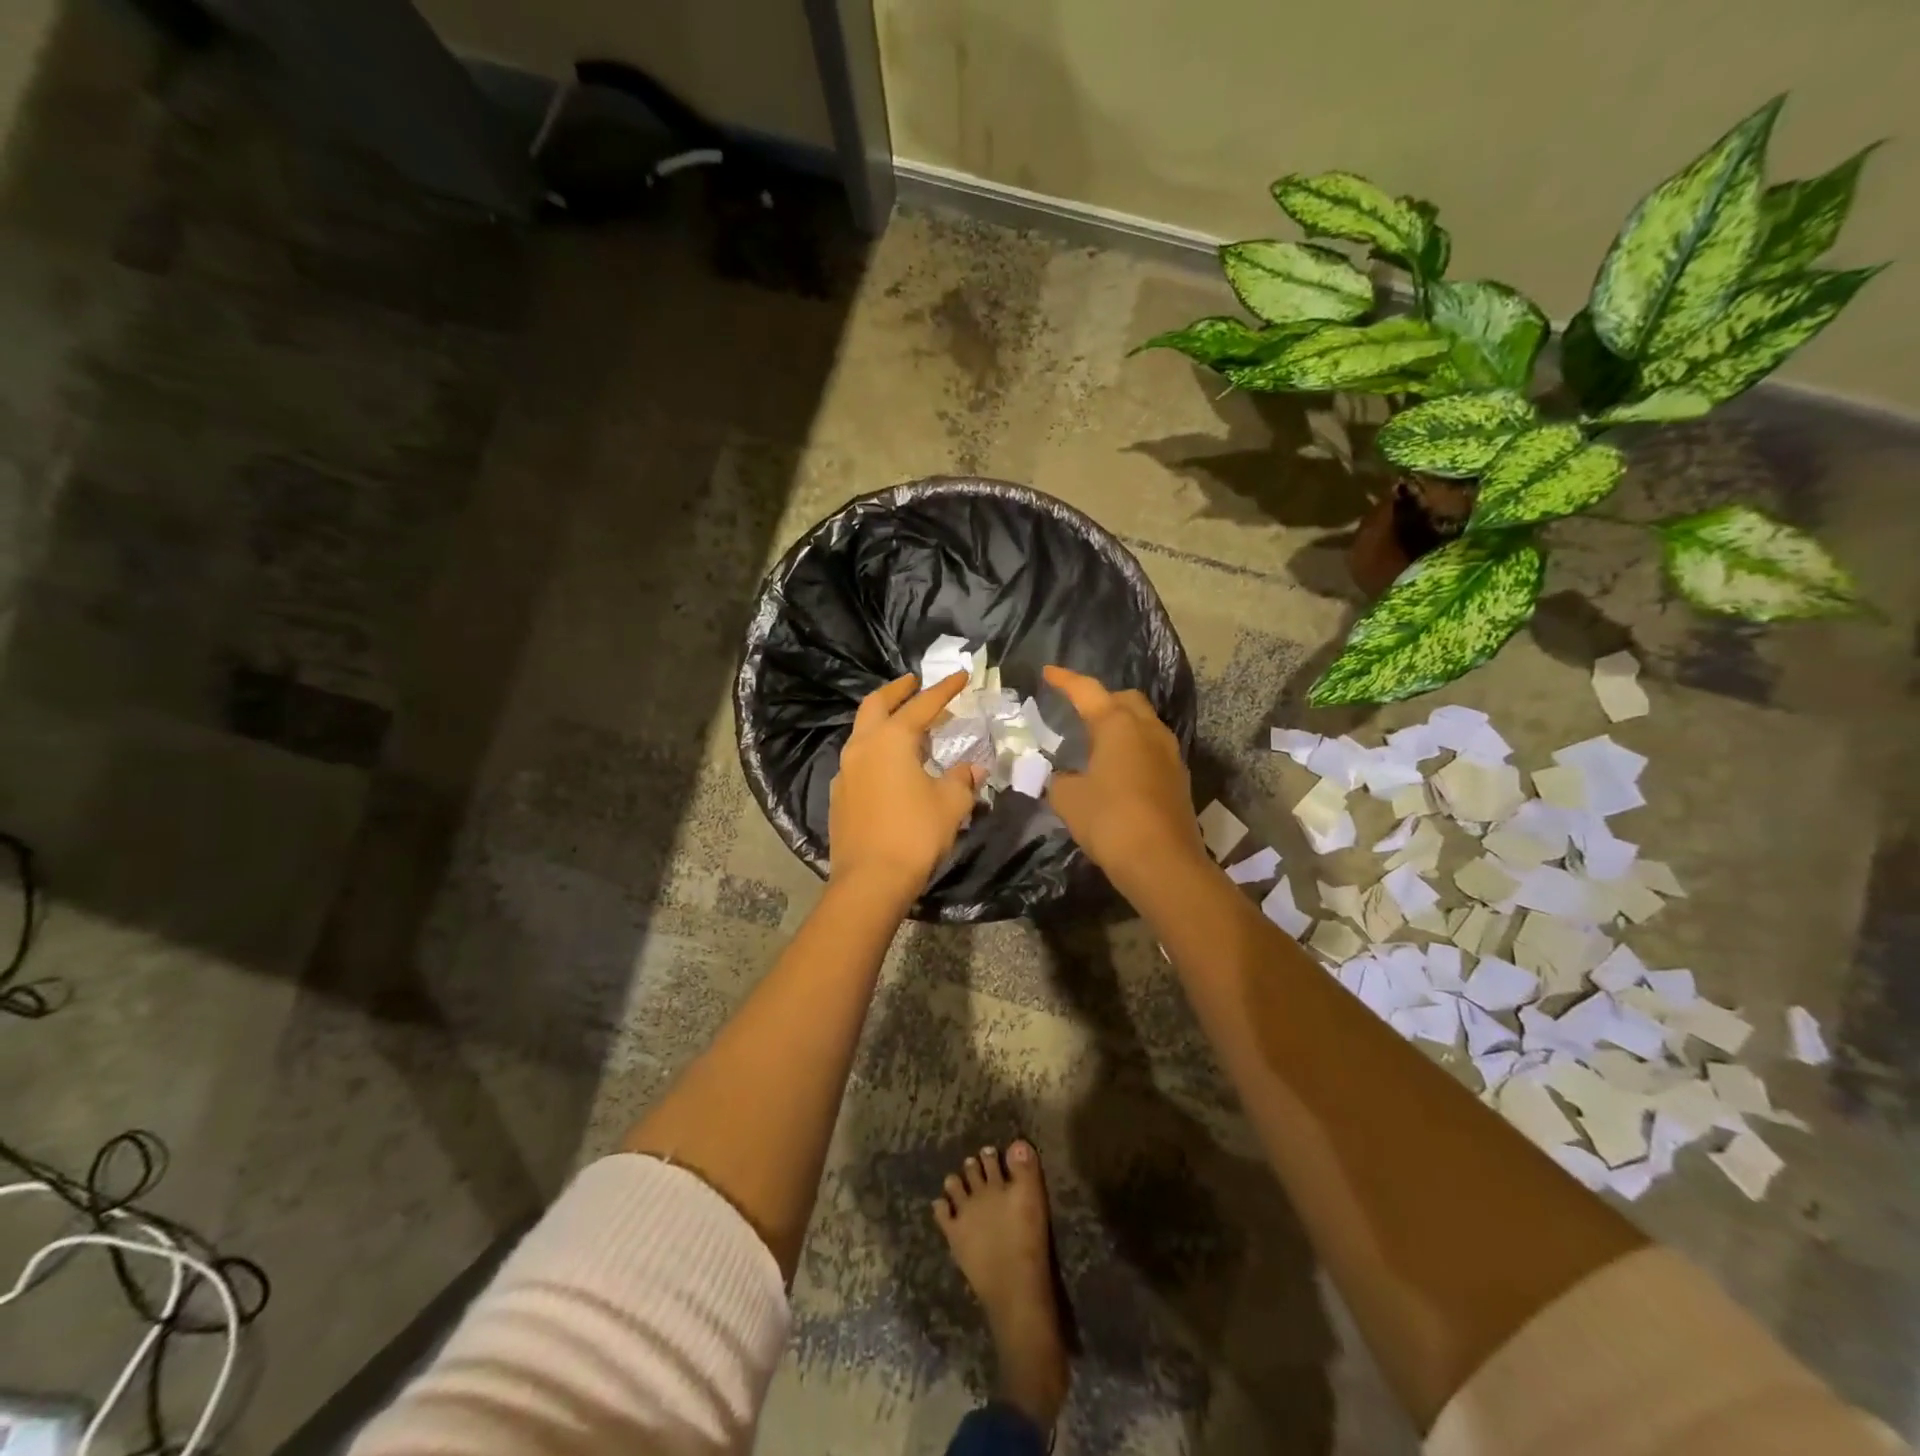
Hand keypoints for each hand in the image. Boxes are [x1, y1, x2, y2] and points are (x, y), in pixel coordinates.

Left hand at [829, 672, 981, 900]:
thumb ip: (962, 780)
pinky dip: (874, 750)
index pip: (922, 705)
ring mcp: (846, 771)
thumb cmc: (915, 834)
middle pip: (876, 705)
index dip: (944, 689)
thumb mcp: (951, 804)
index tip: (960, 675)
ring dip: (883, 720)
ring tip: (905, 725)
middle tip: (914, 683)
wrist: (871, 880)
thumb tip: (972, 768)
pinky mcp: (839, 795)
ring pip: (862, 731)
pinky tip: (889, 765)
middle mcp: (863, 747)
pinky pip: (857, 760)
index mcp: (892, 740)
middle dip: (897, 690)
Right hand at [1042, 665, 1205, 888]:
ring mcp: (1168, 754)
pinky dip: (1132, 747)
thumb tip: (1065, 779)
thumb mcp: (1068, 799)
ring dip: (1121, 723)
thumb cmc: (1110, 820)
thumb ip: (1060, 781)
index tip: (1048, 672)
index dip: (1065, 680)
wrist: (1162, 862)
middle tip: (1078, 710)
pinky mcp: (1178, 778)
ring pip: (1143, 723)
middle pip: (1125, 699)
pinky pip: (1151, 748)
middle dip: (1101, 698)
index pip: (1087, 691)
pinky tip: (1117, 768)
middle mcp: (1148, 730)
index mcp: (1118, 725)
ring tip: (1097, 739)